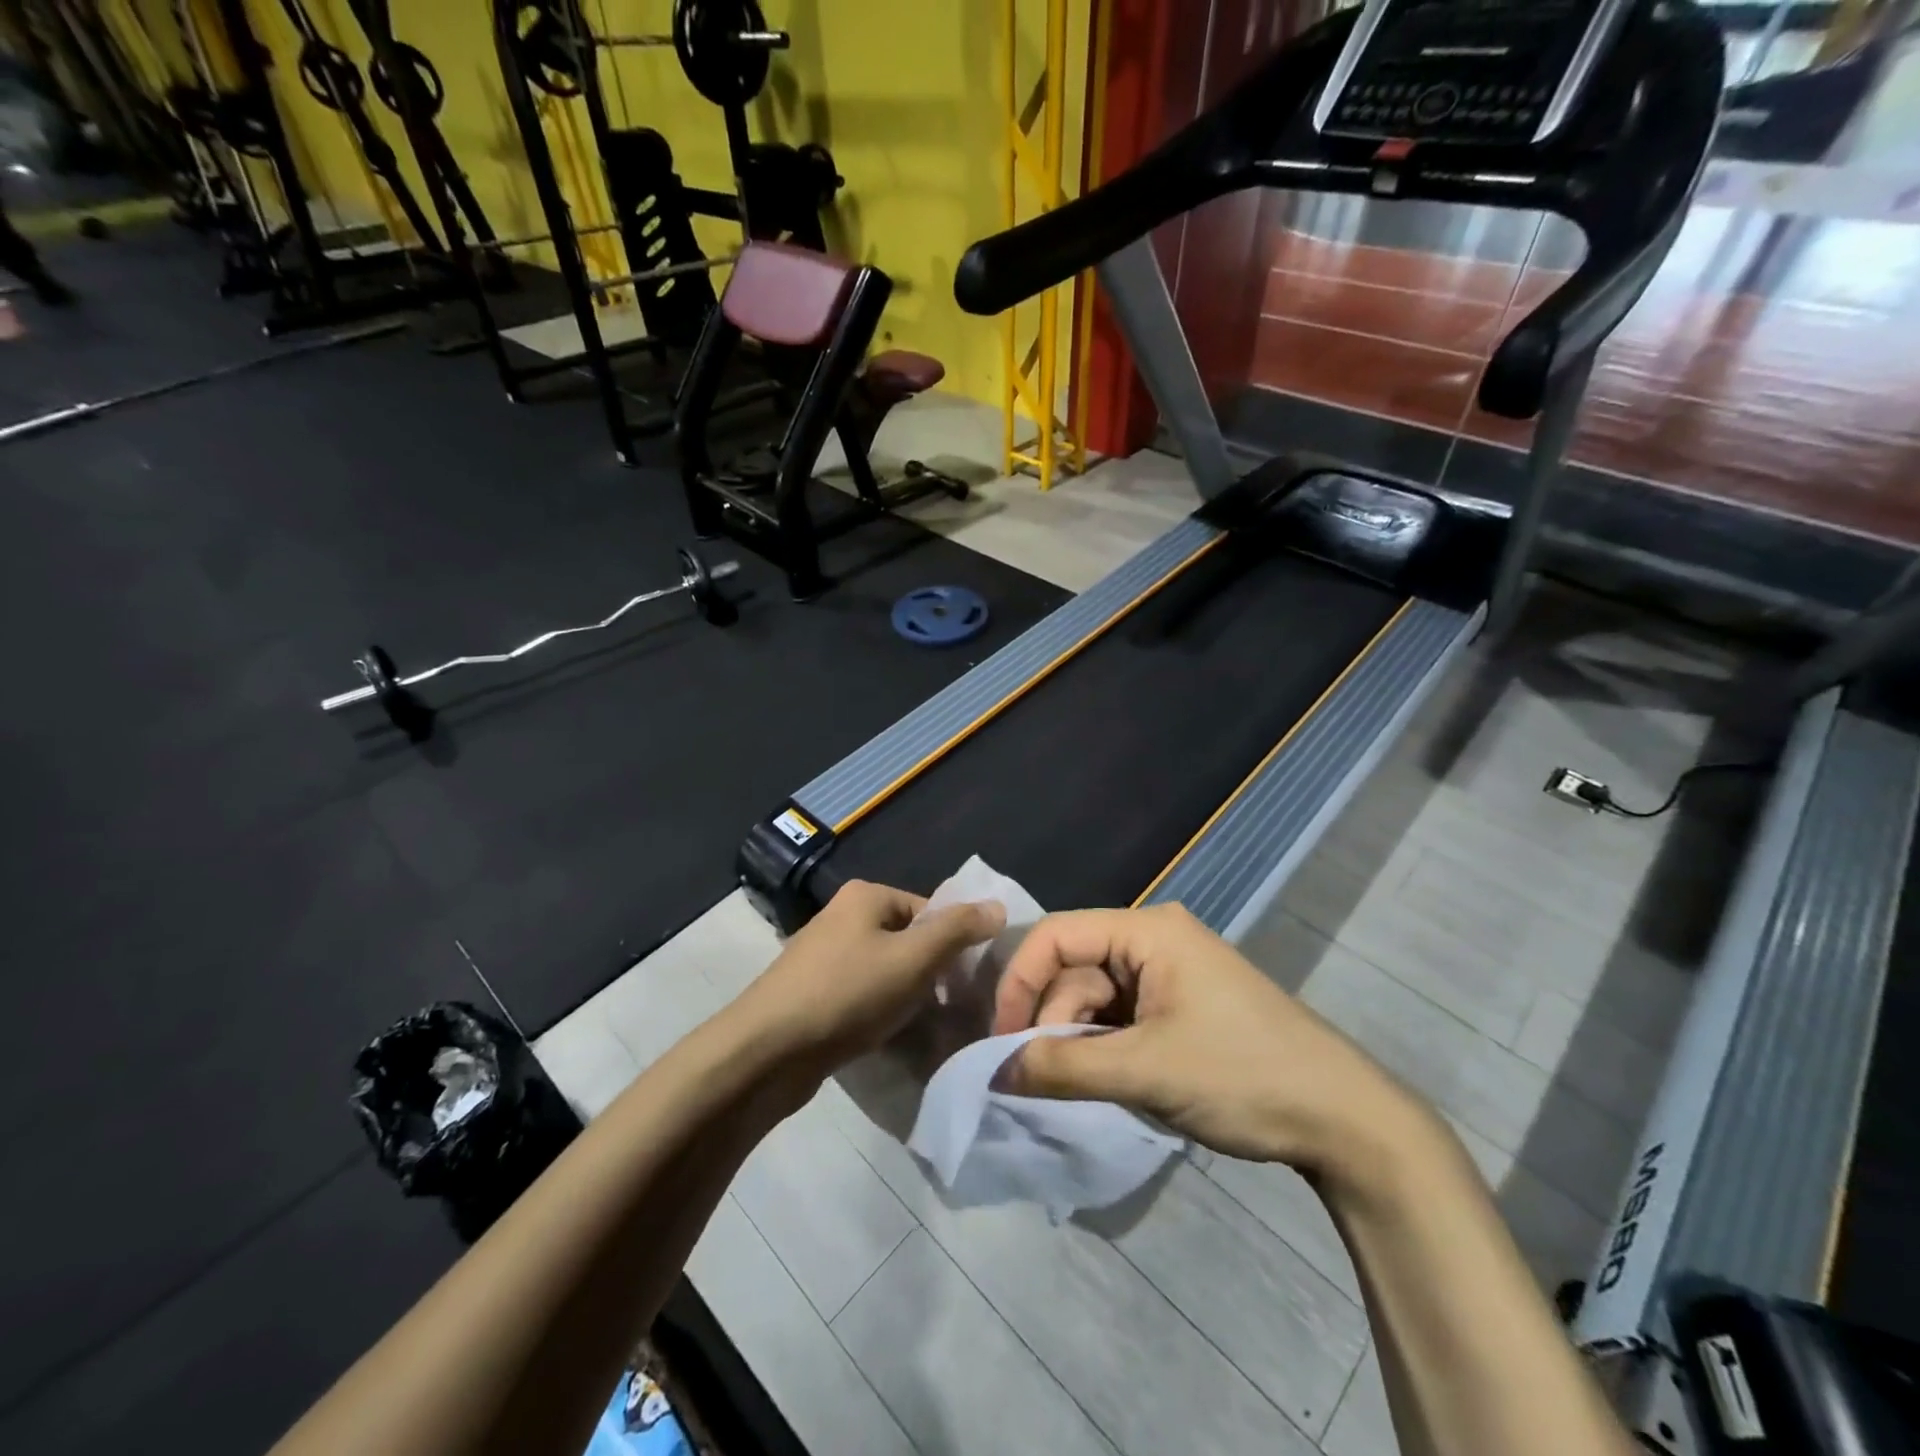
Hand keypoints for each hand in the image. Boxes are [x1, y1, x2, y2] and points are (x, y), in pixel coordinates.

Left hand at [746, 879, 1004, 1067]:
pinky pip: (863, 996)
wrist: (767, 1051)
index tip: (966, 984)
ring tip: (924, 1030)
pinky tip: (890, 1040)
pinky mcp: (813, 994)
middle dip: (931, 975)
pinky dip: (880, 1014)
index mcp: (865, 896)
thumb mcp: (913, 958)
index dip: (953, 945)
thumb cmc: (847, 993)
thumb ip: (958, 930)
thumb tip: (997, 906)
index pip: (929, 911)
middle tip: (949, 1010)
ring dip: (908, 999)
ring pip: (886, 972)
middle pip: (908, 941)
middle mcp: (843, 917)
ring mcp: (824, 956)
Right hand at [994, 903, 1419, 1175]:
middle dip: (1053, 1021)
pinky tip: (1110, 1083)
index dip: (1020, 981)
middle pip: (1074, 968)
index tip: (1001, 1039)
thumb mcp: (1145, 1071)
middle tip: (1046, 1078)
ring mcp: (1169, 975)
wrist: (1345, 1120)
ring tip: (1086, 1088)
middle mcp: (1155, 940)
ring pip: (1095, 998)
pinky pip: (1121, 1019)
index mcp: (1149, 930)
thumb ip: (1062, 1067)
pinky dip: (1104, 1049)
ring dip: (1079, 1041)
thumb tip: (993, 1072)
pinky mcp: (1180, 1008)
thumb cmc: (1243, 1075)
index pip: (1057, 935)